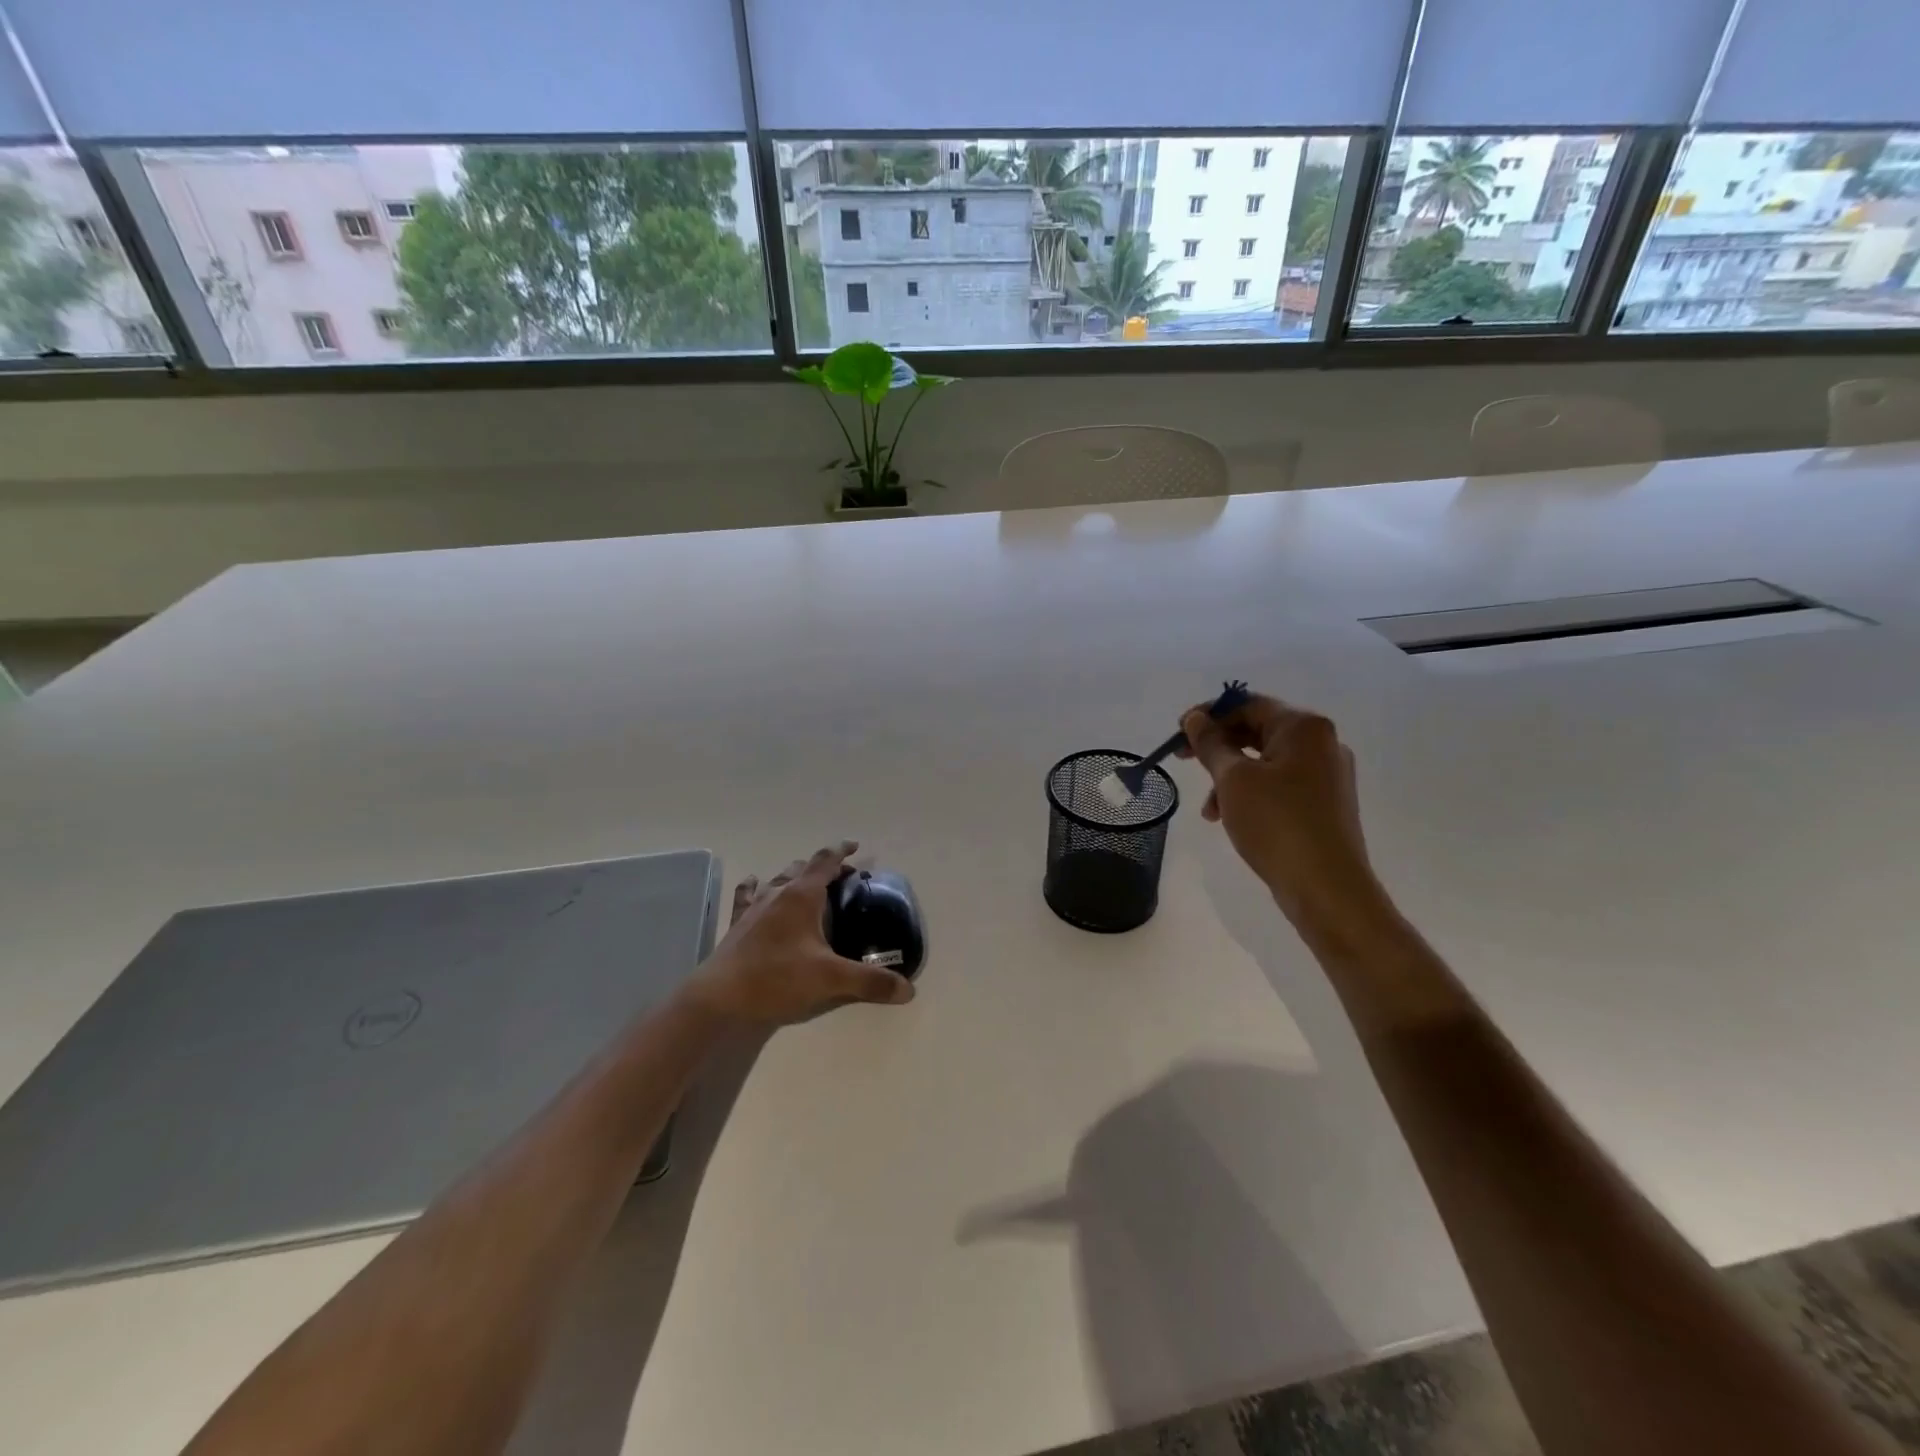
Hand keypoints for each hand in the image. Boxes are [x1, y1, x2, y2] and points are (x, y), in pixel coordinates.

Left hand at [683, 841, 914, 1026]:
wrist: (719, 997)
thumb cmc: (777, 978)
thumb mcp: (830, 980)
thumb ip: (870, 982)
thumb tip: (907, 990)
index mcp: (802, 896)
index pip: (825, 861)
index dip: (842, 851)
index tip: (855, 847)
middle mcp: (778, 893)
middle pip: (803, 867)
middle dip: (824, 868)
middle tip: (842, 879)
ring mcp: (754, 907)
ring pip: (778, 878)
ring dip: (795, 876)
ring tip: (808, 885)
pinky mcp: (738, 924)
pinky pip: (748, 895)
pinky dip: (756, 886)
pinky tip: (756, 884)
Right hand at [1178, 694, 1377, 922]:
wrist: (1327, 887)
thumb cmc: (1277, 823)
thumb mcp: (1233, 779)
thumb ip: (1211, 744)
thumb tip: (1195, 719)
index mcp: (1304, 727)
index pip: (1248, 704)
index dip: (1208, 715)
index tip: (1178, 735)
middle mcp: (1321, 743)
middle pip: (1257, 730)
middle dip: (1217, 747)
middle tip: (1184, 761)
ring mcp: (1326, 775)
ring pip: (1265, 761)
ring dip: (1229, 776)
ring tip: (1208, 809)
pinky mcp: (1324, 803)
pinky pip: (1278, 785)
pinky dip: (1250, 793)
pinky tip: (1231, 818)